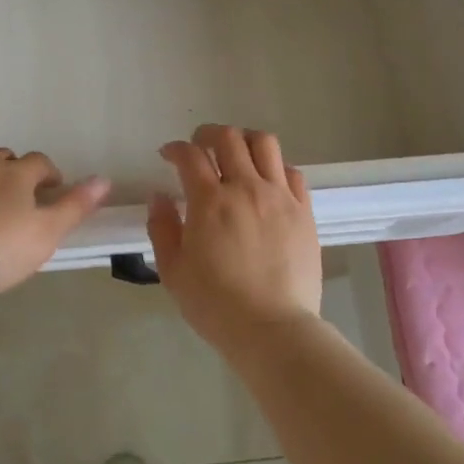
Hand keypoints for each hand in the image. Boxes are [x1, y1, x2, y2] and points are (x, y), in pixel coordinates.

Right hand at [147, 124, 322, 353]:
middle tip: (199, 146)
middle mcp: (245, 188)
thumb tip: (159, 197)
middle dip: (207, 134)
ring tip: (236, 153)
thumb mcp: (173, 271)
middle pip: (228, 138)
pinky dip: (275, 167)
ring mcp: (279, 197)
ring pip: (264, 144)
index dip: (175, 149)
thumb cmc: (216, 305)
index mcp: (210, 201)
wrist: (273, 329)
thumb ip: (162, 228)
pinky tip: (267, 181)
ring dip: (244, 140)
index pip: (190, 155)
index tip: (168, 155)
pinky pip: (292, 172)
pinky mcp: (304, 211)